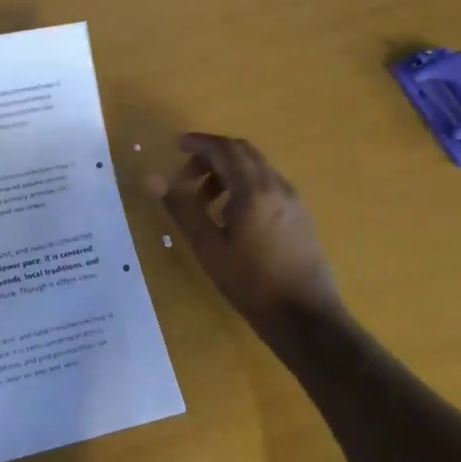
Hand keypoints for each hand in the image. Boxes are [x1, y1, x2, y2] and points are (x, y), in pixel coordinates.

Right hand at [147, 133, 343, 332]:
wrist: (307, 319)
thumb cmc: (252, 283)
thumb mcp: (208, 247)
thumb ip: (182, 207)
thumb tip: (152, 178)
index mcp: (254, 189)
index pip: (224, 148)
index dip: (198, 142)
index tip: (175, 146)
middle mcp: (277, 185)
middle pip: (242, 151)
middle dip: (212, 155)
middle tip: (186, 174)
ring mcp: (293, 199)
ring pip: (256, 167)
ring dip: (228, 171)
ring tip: (205, 199)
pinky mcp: (300, 214)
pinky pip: (268, 184)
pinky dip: (245, 184)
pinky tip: (232, 215)